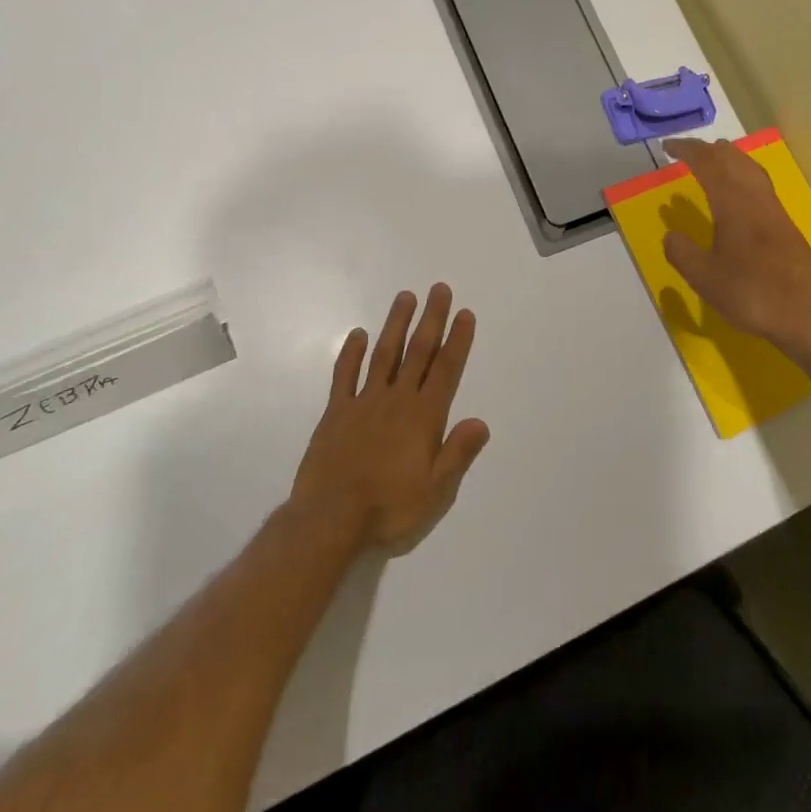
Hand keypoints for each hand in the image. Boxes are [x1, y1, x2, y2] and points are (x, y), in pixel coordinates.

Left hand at [288, 284, 490, 555]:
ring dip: (396, 324)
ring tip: (406, 297)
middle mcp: (397, 401)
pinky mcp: (336, 413)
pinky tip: (358, 334)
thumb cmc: (389, 510)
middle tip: (439, 289)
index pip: (446, 370)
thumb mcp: (436, 492)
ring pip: (384, 354)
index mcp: (424, 417)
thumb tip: (481, 422)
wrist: (329, 521)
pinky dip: (351, 353)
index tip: (464, 313)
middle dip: (431, 319)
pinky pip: (345, 376)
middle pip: (418, 352)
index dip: (457, 340)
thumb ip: (458, 453)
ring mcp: (364, 403)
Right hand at [662, 138, 810, 353]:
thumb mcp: (706, 278)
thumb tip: (670, 236)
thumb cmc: (753, 293)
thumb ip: (683, 254)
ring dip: (731, 160)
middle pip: (734, 160)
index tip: (668, 147)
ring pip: (752, 170)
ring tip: (715, 161)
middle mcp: (756, 199)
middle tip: (689, 152)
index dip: (688, 151)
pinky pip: (760, 186)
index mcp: (734, 204)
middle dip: (710, 150)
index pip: (709, 164)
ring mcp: (775, 212)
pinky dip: (743, 177)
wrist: (810, 316)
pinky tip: (740, 197)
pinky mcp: (786, 228)